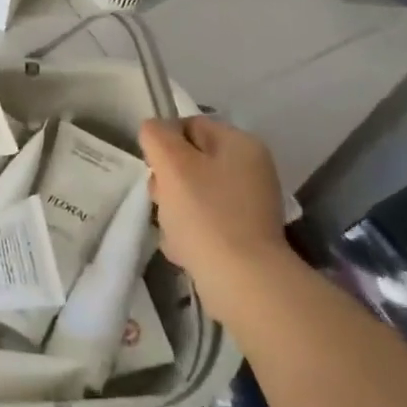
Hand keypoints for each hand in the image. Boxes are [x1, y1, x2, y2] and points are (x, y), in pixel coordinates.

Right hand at [139, 115, 294, 322]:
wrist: (243, 281)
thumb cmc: (206, 214)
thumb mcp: (172, 163)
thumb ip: (156, 135)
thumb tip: (154, 131)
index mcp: (240, 144)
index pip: (190, 125)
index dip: (164, 144)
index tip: (154, 170)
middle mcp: (252, 169)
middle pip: (191, 161)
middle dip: (168, 180)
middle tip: (163, 201)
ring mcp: (251, 204)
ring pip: (194, 193)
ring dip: (175, 209)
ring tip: (174, 230)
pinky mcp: (245, 235)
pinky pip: (206, 222)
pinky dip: (191, 232)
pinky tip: (184, 249)